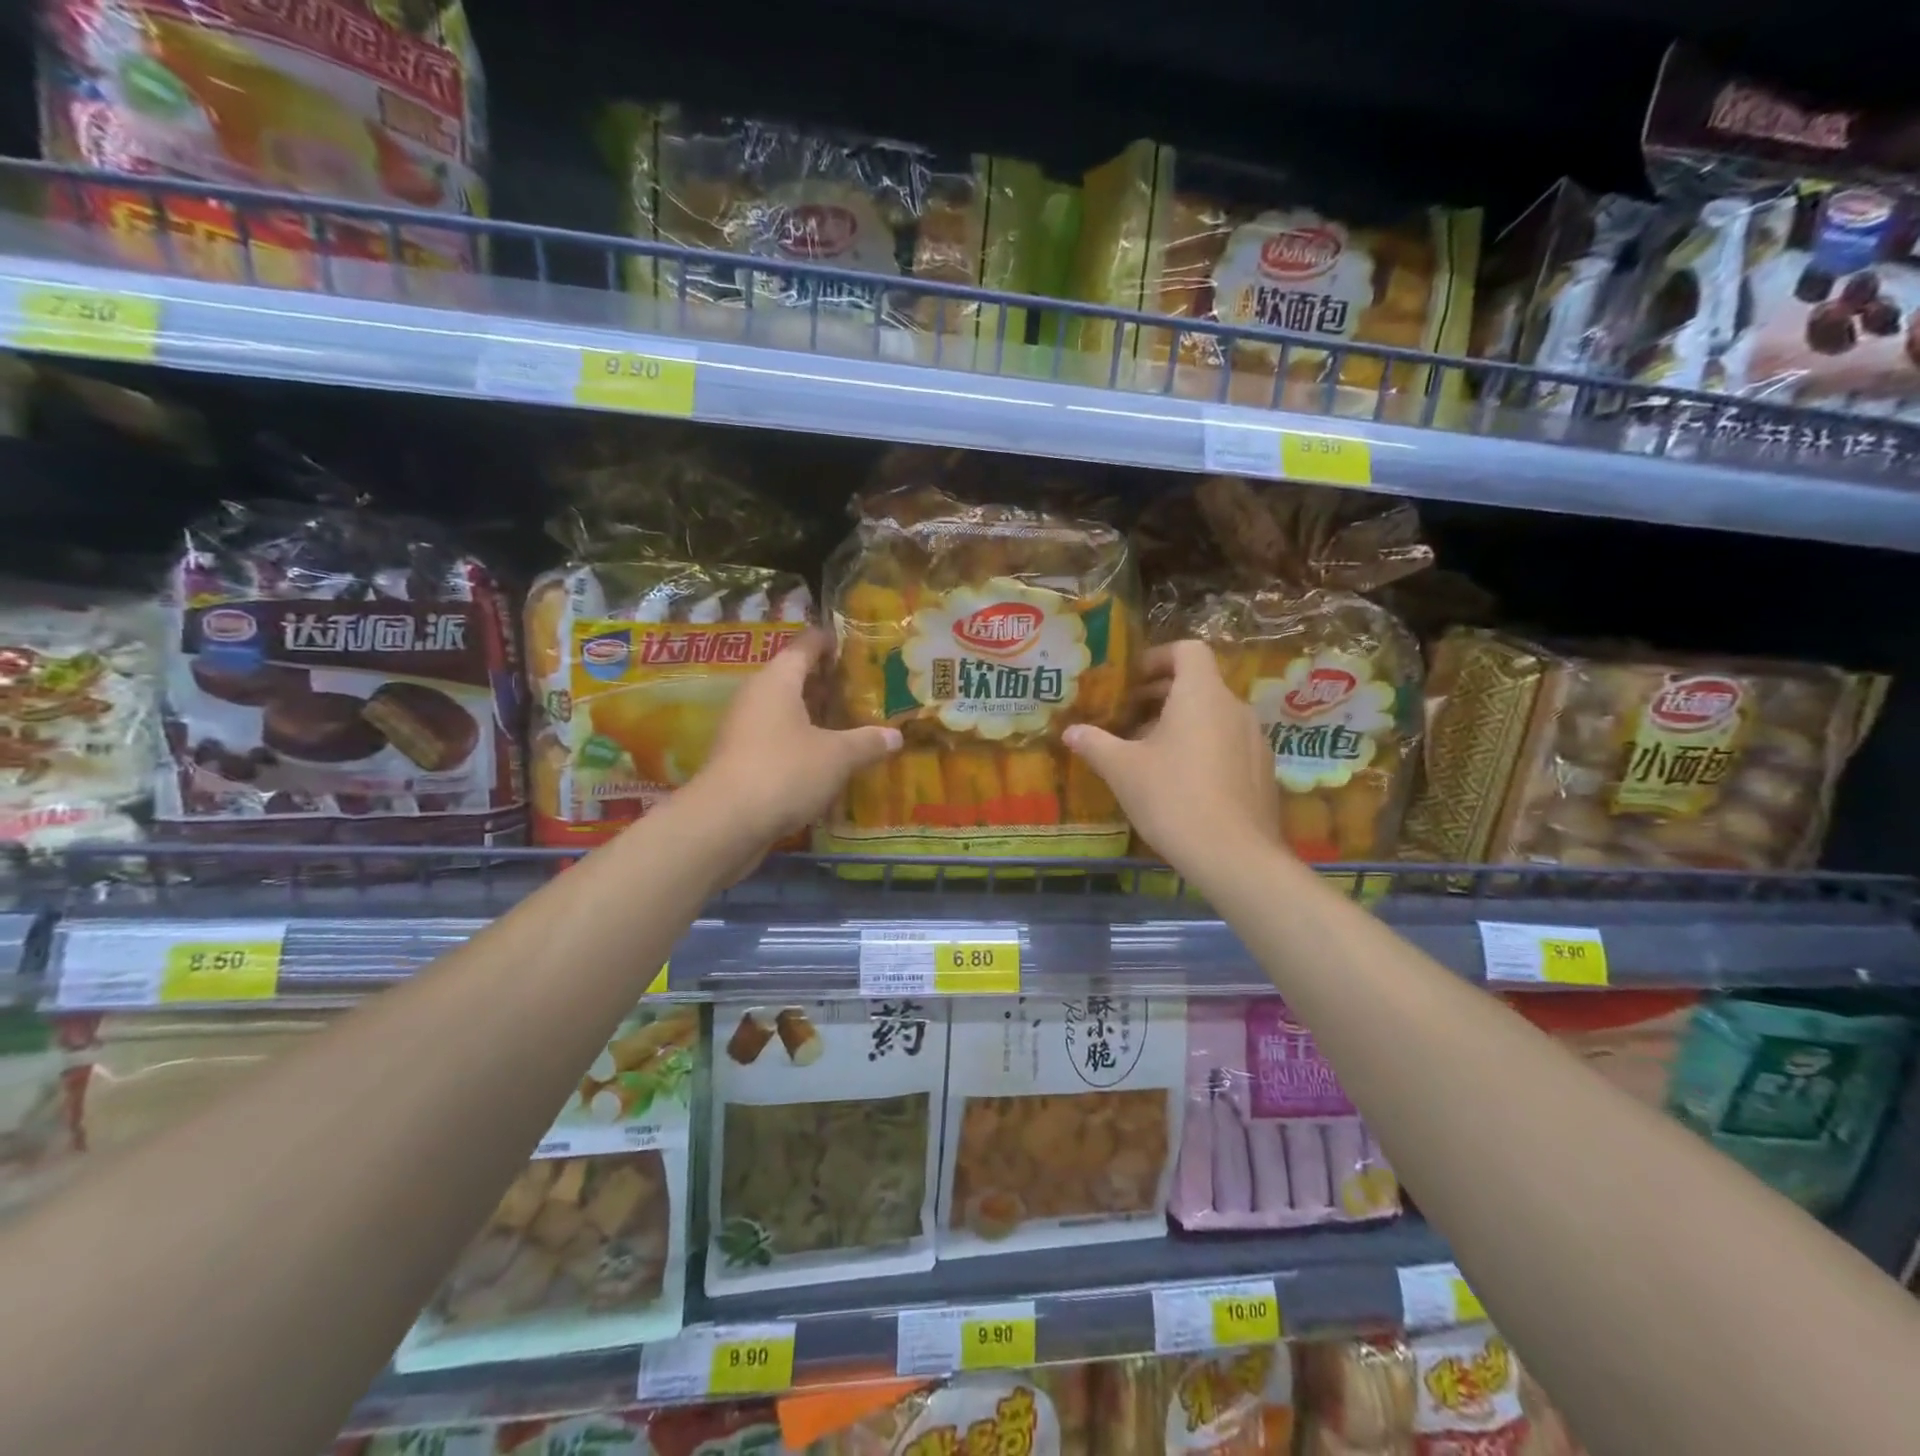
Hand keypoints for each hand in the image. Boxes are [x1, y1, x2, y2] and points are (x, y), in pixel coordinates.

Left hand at [691, 628, 900, 847]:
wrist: (726, 823)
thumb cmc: (785, 771)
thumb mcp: (837, 756)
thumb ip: (867, 742)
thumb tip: (896, 735)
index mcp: (777, 681)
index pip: (805, 646)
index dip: (829, 641)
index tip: (852, 642)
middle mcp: (756, 697)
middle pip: (793, 678)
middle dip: (825, 681)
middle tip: (861, 686)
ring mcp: (743, 730)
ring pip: (784, 711)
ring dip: (813, 715)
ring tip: (848, 721)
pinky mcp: (740, 761)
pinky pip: (776, 739)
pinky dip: (800, 742)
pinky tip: (824, 758)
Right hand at [1063, 641, 1281, 879]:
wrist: (1233, 855)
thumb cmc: (1172, 798)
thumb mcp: (1122, 770)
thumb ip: (1095, 744)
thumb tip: (1070, 732)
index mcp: (1201, 695)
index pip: (1188, 650)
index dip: (1158, 658)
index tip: (1132, 682)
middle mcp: (1234, 708)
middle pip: (1199, 685)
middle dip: (1161, 696)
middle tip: (1128, 720)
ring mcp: (1255, 740)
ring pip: (1213, 717)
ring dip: (1181, 724)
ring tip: (1149, 754)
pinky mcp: (1262, 771)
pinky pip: (1228, 744)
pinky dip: (1203, 748)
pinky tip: (1181, 783)